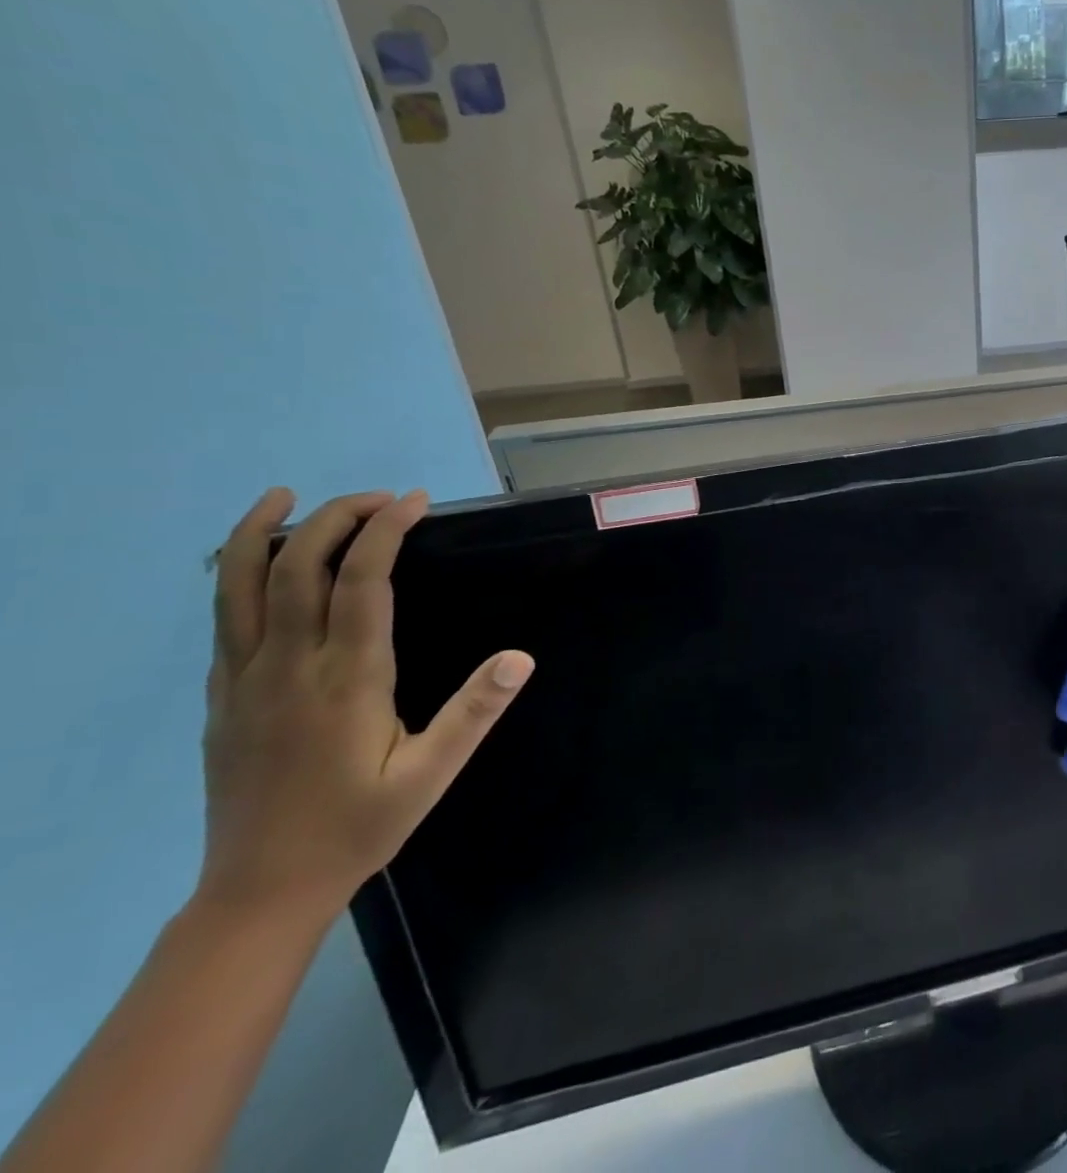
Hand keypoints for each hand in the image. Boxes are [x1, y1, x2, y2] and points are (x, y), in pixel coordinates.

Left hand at [198, 488, 534, 924]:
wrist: (258, 891)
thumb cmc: (357, 827)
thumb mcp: (429, 776)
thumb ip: (473, 712)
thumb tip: (520, 656)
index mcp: (345, 680)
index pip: (362, 582)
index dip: (385, 532)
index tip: (414, 501)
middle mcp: (287, 667)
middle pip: (294, 569)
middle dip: (334, 519)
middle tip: (379, 498)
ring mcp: (244, 680)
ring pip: (236, 587)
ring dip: (262, 534)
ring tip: (285, 496)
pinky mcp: (223, 696)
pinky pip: (223, 618)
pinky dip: (236, 575)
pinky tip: (258, 564)